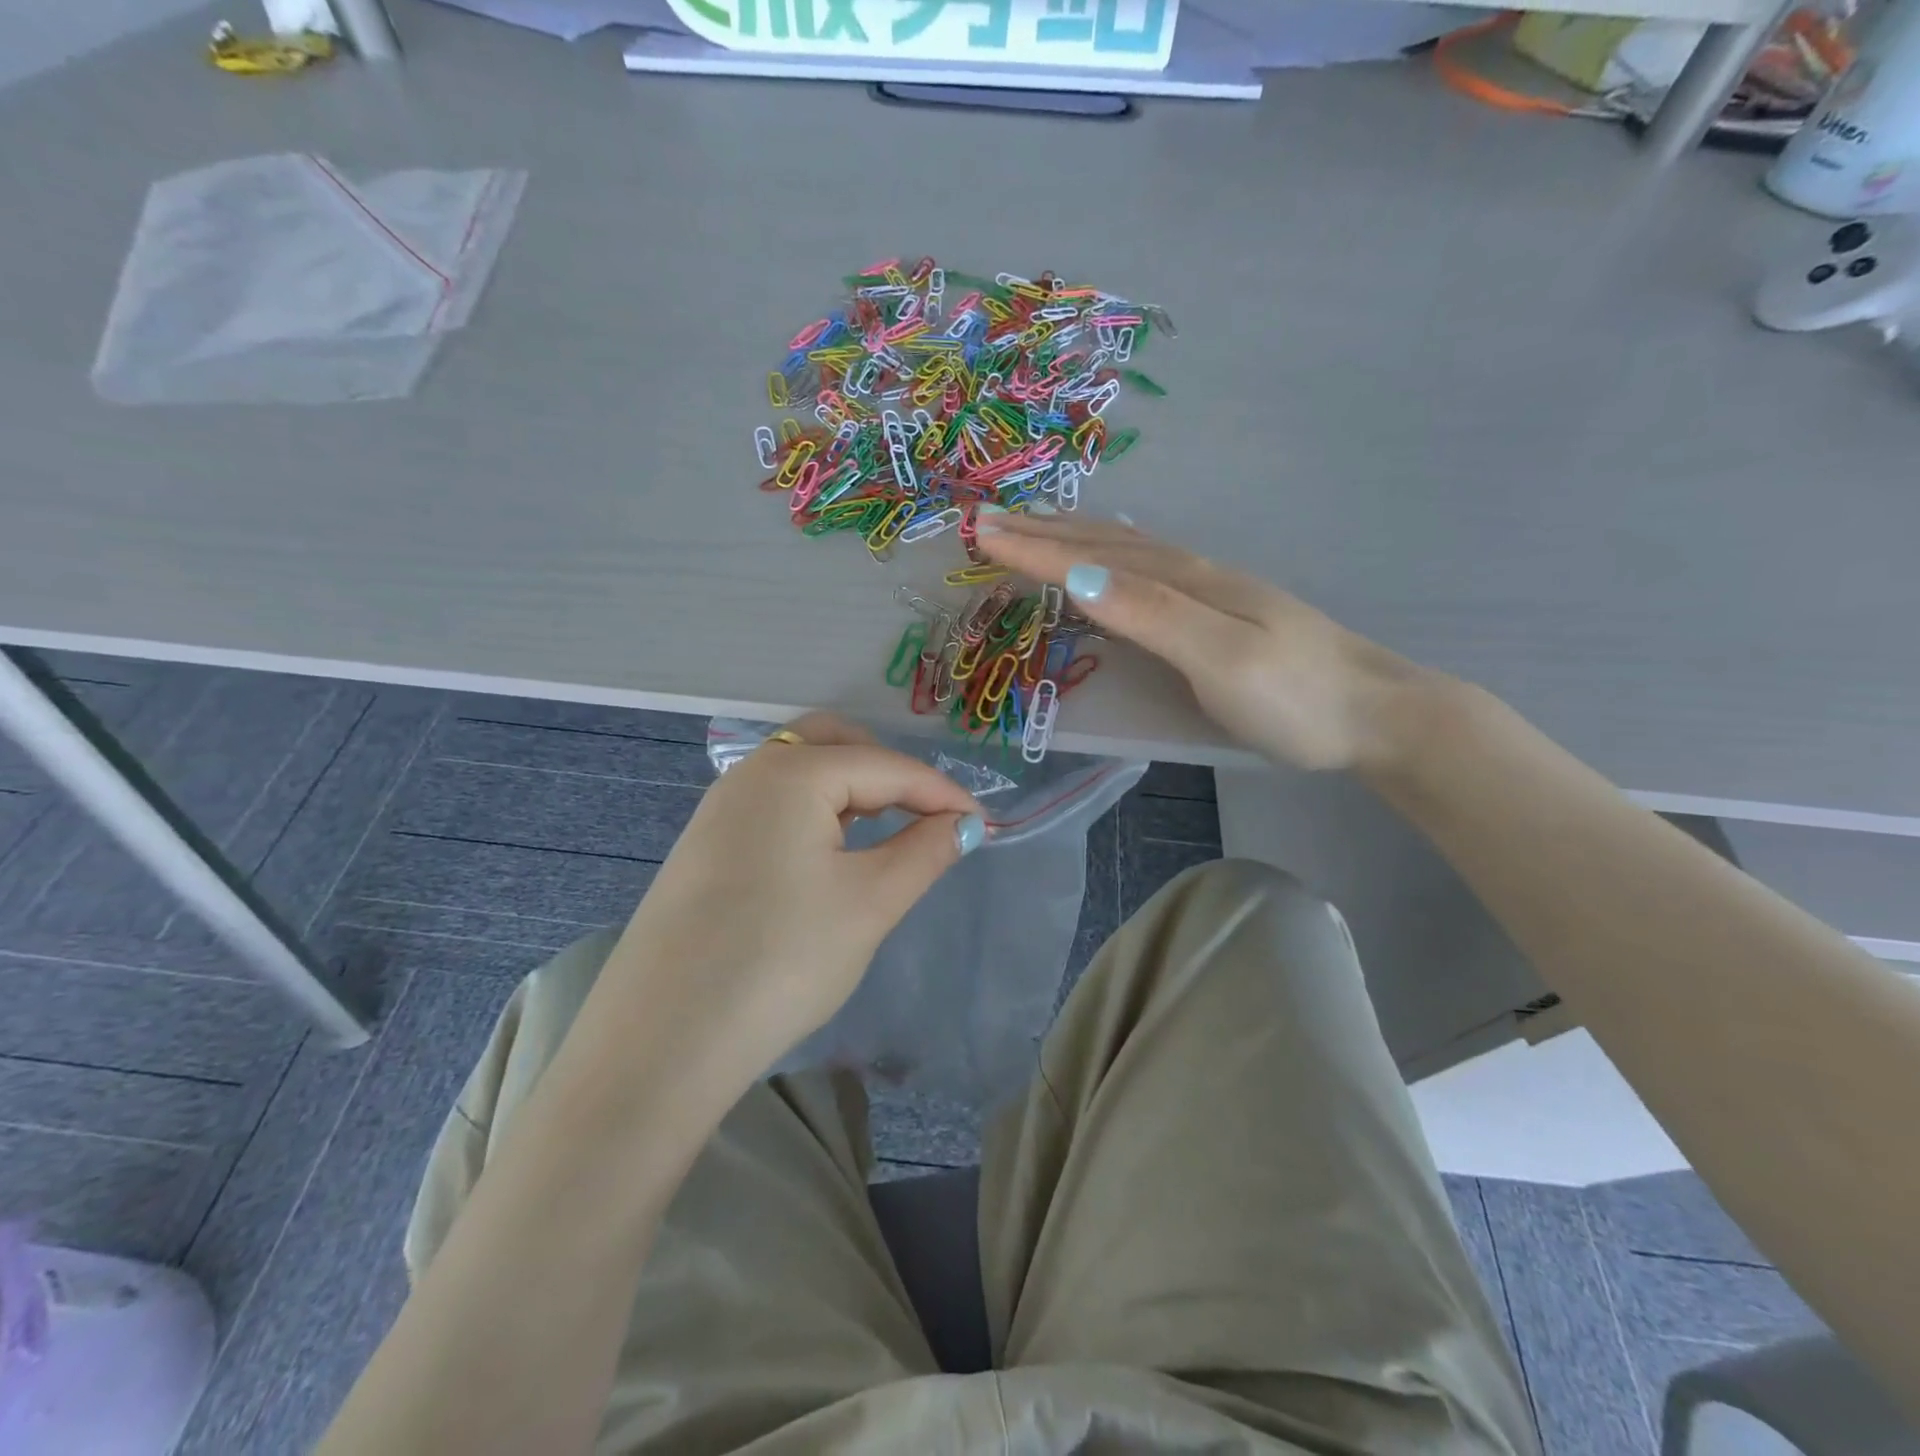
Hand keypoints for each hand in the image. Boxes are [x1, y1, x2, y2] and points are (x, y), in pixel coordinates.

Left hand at [602, 713, 982, 1092]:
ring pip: (801, 773)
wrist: (662, 1041)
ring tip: (885, 832)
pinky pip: (774, 805)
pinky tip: (829, 855)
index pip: (886, 766)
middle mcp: (749, 774)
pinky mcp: (705, 846)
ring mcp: (718, 809)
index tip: (982, 824)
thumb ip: (925, 851)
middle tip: (925, 814)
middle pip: (834, 743)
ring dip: (851, 789)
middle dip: (888, 770)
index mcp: (792, 772)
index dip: (941, 793)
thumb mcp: (870, 903)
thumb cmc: (781, 959)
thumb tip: (964, 825)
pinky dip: (815, 813)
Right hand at [978, 514, 1429, 771]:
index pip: (1093, 558)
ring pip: (1126, 553)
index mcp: (1185, 582)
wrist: (1376, 714)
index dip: (1034, 546)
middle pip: (1105, 543)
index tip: (979, 532)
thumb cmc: (1294, 697)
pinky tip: (1109, 561)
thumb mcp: (1219, 658)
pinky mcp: (1218, 614)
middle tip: (988, 520)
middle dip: (1044, 531)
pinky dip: (1110, 558)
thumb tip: (1078, 577)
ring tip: (1034, 529)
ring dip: (1074, 538)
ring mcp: (1209, 592)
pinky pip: (1146, 571)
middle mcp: (1192, 575)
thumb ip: (1151, 616)